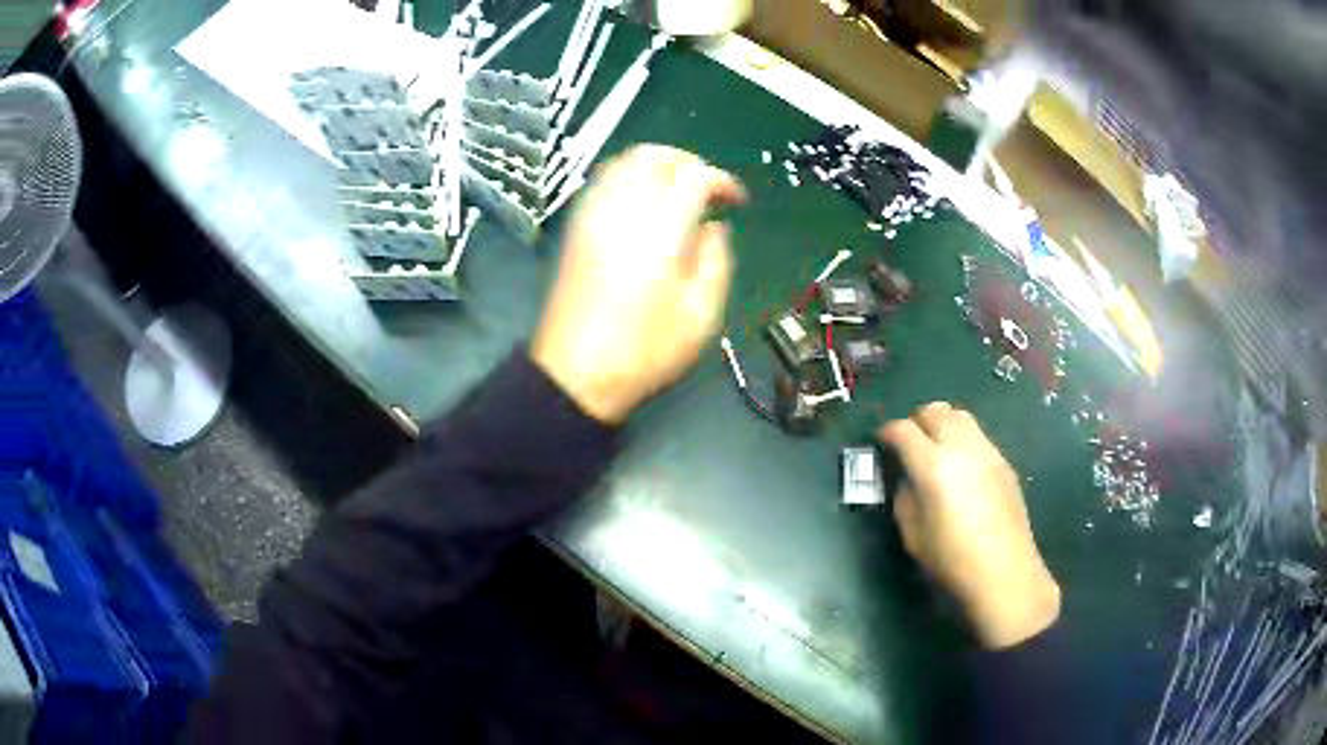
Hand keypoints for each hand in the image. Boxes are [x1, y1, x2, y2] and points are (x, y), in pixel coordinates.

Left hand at [532, 145, 745, 423]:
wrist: (575, 373)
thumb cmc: (644, 351)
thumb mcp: (702, 315)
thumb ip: (717, 261)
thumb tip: (714, 228)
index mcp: (661, 231)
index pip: (694, 176)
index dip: (722, 180)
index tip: (736, 201)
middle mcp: (624, 210)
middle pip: (654, 155)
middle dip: (687, 162)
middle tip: (707, 188)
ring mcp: (593, 216)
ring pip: (623, 161)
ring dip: (656, 165)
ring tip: (677, 191)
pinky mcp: (575, 228)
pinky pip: (602, 181)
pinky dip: (628, 177)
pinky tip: (642, 203)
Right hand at [879, 403, 1059, 648]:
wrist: (1004, 572)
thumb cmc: (952, 560)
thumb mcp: (913, 535)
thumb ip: (905, 498)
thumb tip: (908, 479)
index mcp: (933, 466)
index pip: (904, 430)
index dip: (887, 432)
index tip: (881, 441)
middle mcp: (962, 448)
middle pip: (935, 410)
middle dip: (917, 420)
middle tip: (909, 443)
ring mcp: (987, 451)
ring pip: (961, 416)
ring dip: (943, 424)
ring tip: (936, 449)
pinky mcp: (1004, 462)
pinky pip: (978, 436)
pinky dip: (963, 440)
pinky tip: (961, 469)